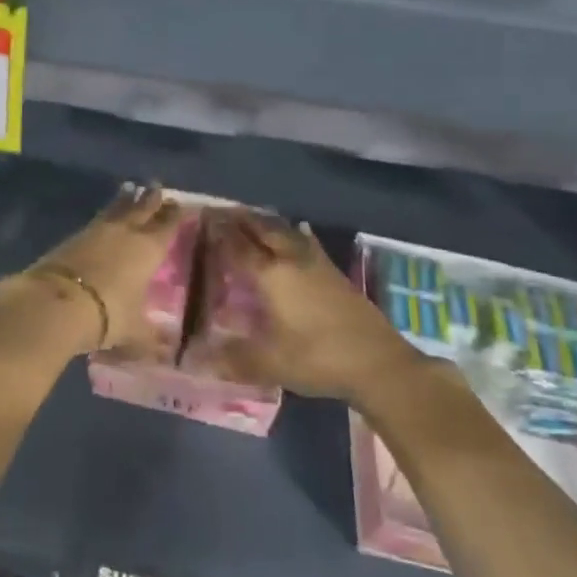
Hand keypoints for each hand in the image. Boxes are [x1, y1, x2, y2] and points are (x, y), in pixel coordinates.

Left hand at [20, 183, 182, 355]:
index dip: (175, 215)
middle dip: (151, 198)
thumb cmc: (106, 315)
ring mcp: (96, 231)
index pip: (167, 225)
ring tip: (131, 190)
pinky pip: (96, 220)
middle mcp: (125, 232)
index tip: (182, 204)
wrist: (56, 303)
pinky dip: (105, 215)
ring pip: (116, 208)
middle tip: (157, 187)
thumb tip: (166, 350)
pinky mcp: (72, 236)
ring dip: (126, 199)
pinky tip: (104, 218)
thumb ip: (150, 336)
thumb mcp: (133, 331)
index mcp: (148, 249)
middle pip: (142, 208)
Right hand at [211, 212, 410, 404]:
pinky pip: (305, 241)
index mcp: (271, 275)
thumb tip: (197, 360)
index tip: (203, 217)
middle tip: (222, 213)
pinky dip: (292, 233)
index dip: (219, 231)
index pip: (238, 245)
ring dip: (266, 222)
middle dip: (241, 218)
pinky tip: (296, 233)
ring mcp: (317, 263)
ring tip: (250, 220)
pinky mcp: (335, 272)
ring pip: (286, 230)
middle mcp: (292, 259)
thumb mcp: (270, 364)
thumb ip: (232, 359)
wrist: (379, 363)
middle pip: (263, 228)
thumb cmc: (318, 359)